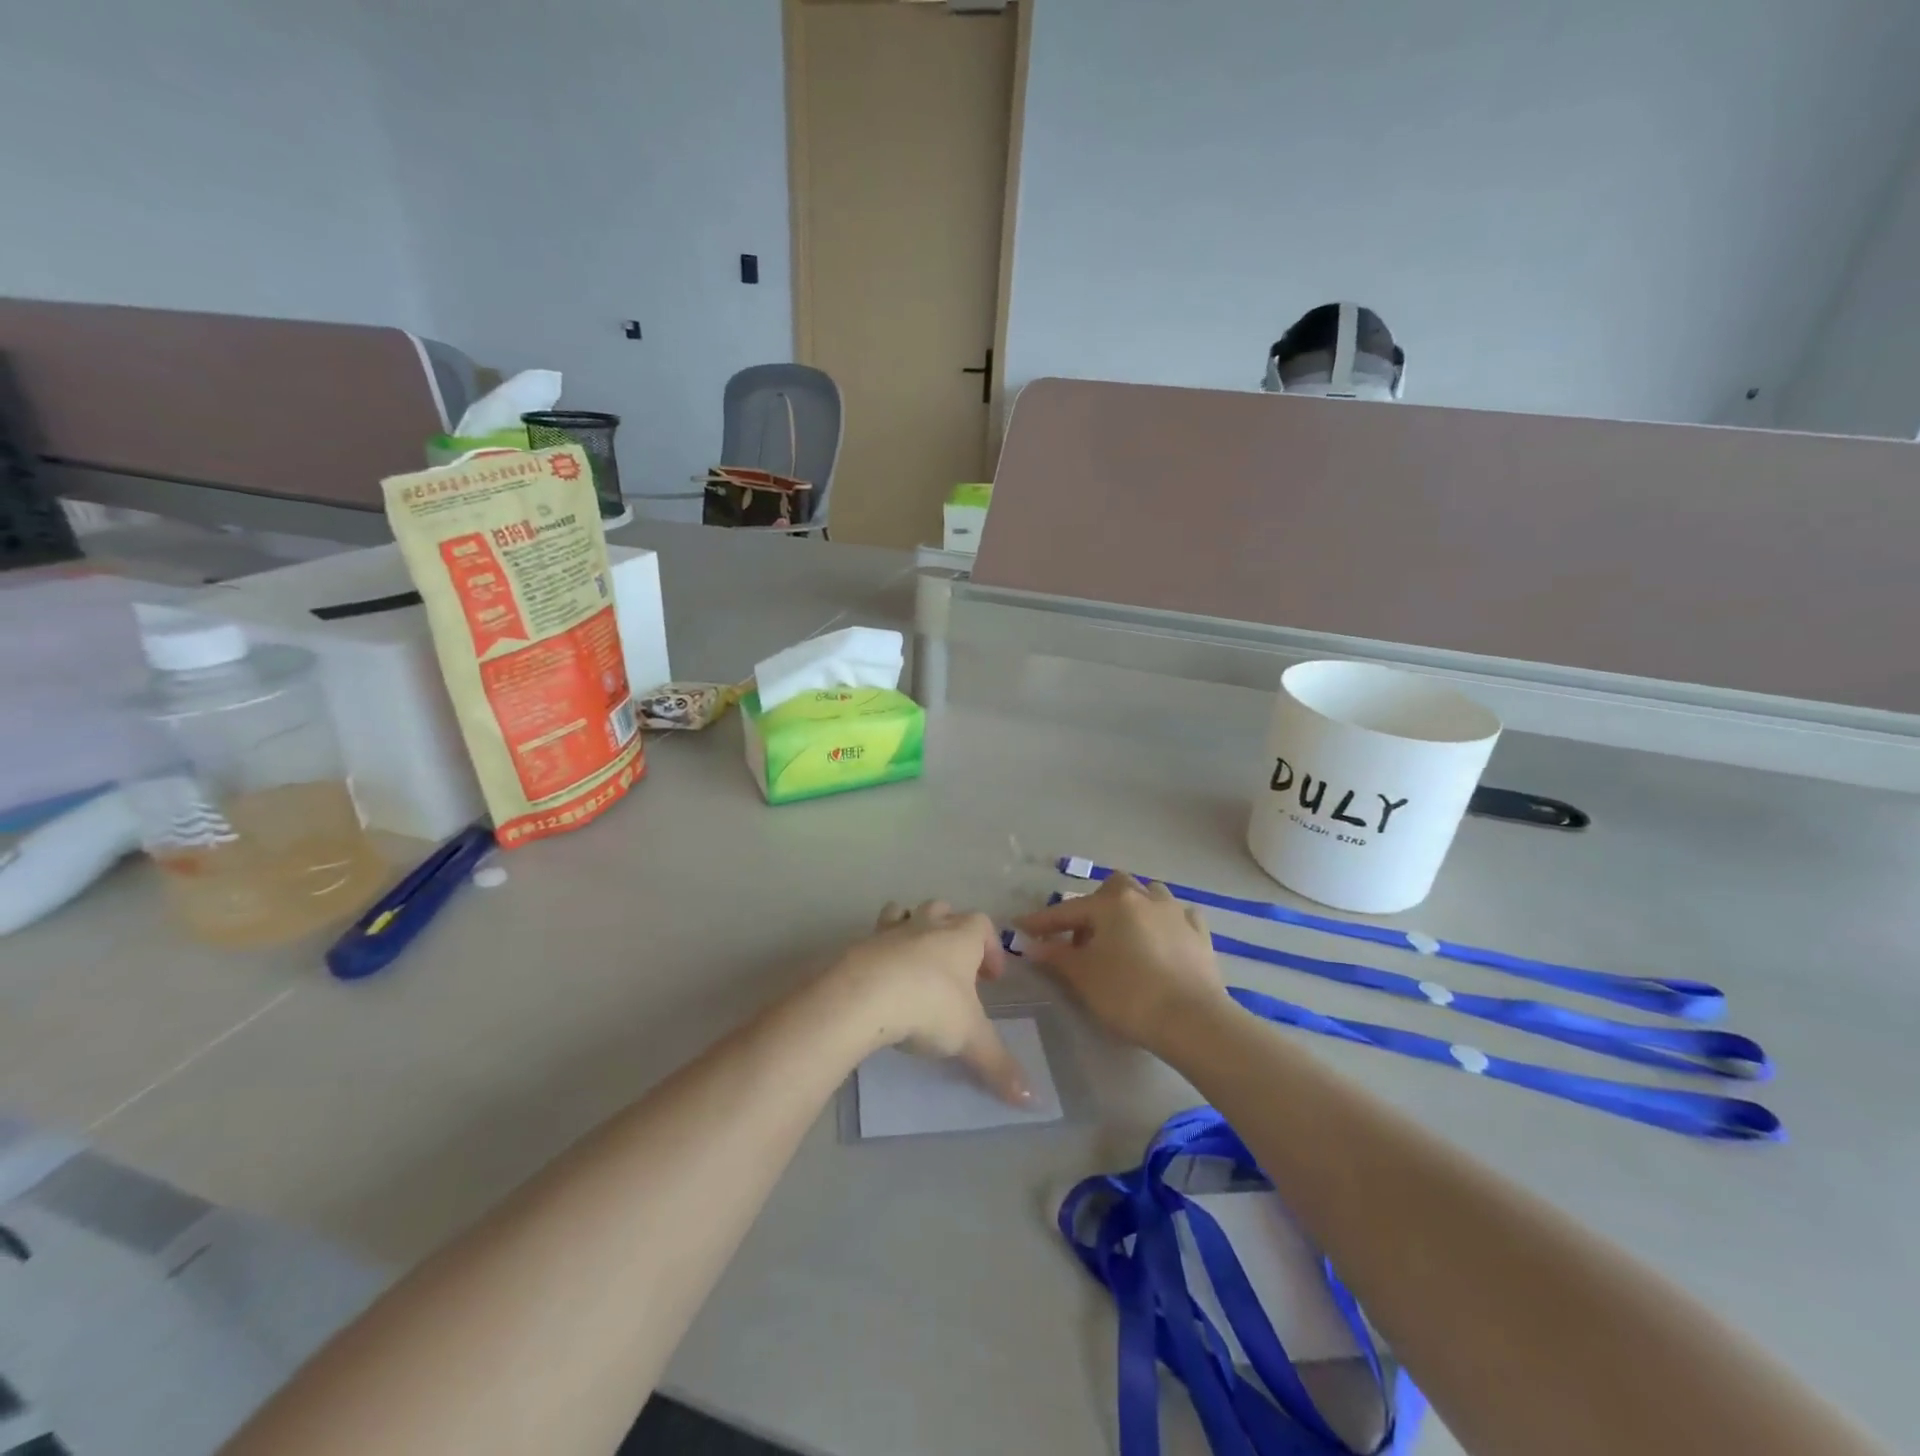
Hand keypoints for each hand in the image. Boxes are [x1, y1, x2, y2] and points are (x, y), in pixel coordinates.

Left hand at [830, 901, 1032, 1106]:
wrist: (863, 996)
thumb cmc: (929, 1006)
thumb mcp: (969, 1039)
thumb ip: (999, 1065)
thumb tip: (1032, 1099)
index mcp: (959, 938)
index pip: (982, 924)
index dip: (991, 947)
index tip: (993, 978)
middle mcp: (926, 926)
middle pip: (942, 910)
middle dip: (951, 930)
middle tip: (955, 966)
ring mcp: (889, 932)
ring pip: (903, 913)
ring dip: (911, 928)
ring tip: (913, 961)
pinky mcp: (858, 945)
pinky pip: (872, 939)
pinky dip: (879, 952)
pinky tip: (879, 980)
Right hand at [1014, 874, 1229, 1051]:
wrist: (1192, 1020)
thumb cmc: (1128, 994)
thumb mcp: (1083, 977)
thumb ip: (1055, 956)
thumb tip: (1031, 944)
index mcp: (1111, 904)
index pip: (1067, 910)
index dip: (1041, 921)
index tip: (1020, 927)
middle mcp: (1144, 897)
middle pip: (1113, 889)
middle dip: (1095, 906)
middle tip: (1083, 936)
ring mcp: (1176, 913)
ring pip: (1149, 895)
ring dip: (1132, 908)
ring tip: (1123, 934)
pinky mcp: (1199, 934)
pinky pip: (1178, 917)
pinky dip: (1164, 923)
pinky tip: (1162, 939)